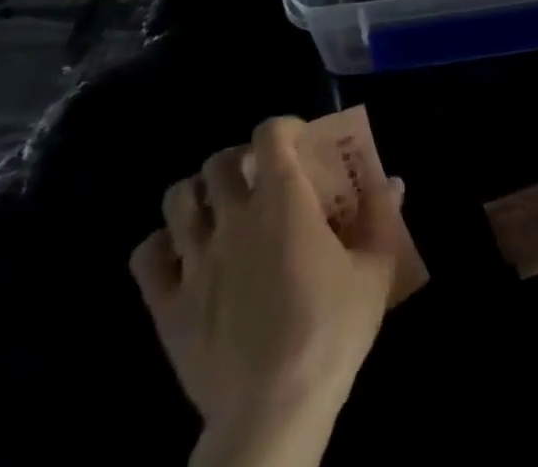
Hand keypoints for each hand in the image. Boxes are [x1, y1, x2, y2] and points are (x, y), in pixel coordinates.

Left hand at [129, 117, 405, 466]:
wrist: (273, 409)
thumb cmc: (331, 330)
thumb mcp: (375, 269)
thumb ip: (381, 216)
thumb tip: (392, 180)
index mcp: (283, 198)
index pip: (269, 133)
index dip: (283, 128)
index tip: (299, 144)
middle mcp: (234, 216)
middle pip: (218, 161)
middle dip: (237, 160)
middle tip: (256, 179)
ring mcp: (195, 260)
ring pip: (177, 199)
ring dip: (196, 195)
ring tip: (216, 211)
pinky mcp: (166, 305)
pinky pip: (145, 257)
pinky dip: (160, 246)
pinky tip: (180, 256)